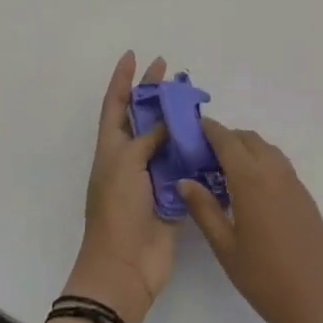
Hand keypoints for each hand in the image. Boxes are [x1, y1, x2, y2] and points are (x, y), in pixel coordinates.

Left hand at [65, 52, 176, 322]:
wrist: (125, 267)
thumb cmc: (117, 211)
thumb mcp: (126, 164)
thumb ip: (149, 137)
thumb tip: (169, 122)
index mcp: (112, 148)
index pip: (116, 104)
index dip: (123, 79)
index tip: (134, 55)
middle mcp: (131, 158)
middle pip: (144, 117)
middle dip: (156, 94)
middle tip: (173, 72)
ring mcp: (152, 176)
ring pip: (168, 139)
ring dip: (180, 120)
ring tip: (197, 99)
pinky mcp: (173, 194)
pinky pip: (186, 165)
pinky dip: (196, 151)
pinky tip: (211, 137)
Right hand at [180, 120, 322, 322]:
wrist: (320, 300)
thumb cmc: (265, 278)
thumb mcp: (226, 247)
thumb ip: (204, 210)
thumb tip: (185, 181)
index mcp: (251, 178)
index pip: (227, 140)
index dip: (209, 129)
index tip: (190, 128)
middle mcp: (274, 170)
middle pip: (248, 139)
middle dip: (225, 138)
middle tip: (202, 155)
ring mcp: (293, 181)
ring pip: (265, 149)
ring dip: (245, 149)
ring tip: (222, 172)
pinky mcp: (304, 194)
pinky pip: (278, 164)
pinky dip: (260, 161)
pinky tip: (249, 189)